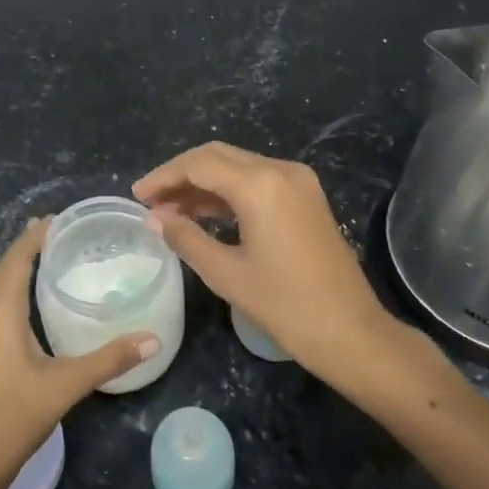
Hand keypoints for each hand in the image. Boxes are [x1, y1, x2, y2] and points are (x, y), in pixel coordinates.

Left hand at [0, 218, 159, 488]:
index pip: (17, 257)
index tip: (60, 218)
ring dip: (19, 269)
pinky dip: (11, 290)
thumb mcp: (65, 386)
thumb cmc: (13, 417)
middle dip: (30, 247)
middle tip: (64, 234)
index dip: (36, 235)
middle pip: (5, 267)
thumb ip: (109, 360)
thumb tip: (154, 339)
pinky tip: (30, 302)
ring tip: (51, 259)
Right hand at [134, 142, 410, 396]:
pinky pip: (258, 182)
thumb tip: (154, 218)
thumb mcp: (227, 273)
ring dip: (203, 184)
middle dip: (181, 175)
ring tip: (170, 211)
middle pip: (218, 156)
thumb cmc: (286, 306)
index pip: (199, 164)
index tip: (137, 196)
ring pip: (238, 167)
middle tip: (150, 201)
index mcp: (260, 185)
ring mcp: (298, 182)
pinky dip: (228, 193)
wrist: (351, 332)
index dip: (164, 177)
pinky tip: (204, 214)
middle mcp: (281, 171)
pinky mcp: (306, 198)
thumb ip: (186, 238)